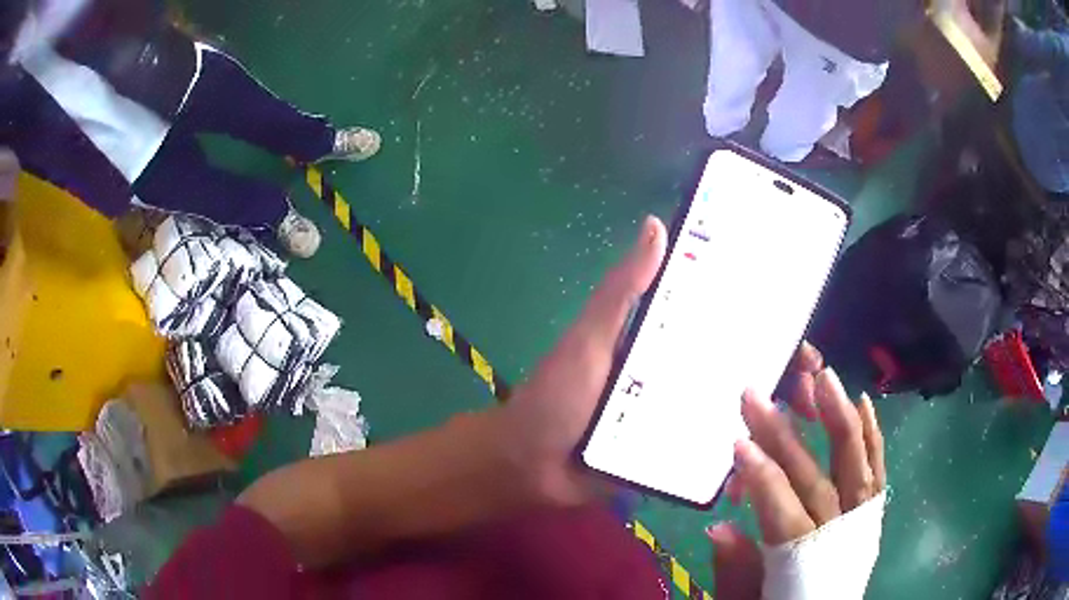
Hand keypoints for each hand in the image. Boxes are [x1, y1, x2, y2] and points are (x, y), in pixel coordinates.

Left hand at [498, 217, 832, 506]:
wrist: (530, 467)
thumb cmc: (557, 397)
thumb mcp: (591, 338)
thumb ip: (623, 290)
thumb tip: (657, 223)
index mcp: (666, 342)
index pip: (727, 323)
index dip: (767, 323)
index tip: (801, 329)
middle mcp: (681, 376)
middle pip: (743, 369)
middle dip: (785, 373)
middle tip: (812, 385)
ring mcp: (680, 419)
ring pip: (738, 413)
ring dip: (773, 417)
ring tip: (802, 420)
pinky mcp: (674, 458)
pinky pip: (715, 455)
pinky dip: (742, 457)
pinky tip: (765, 463)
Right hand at [710, 365, 885, 599]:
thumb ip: (735, 571)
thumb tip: (719, 526)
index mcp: (802, 561)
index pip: (782, 511)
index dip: (762, 478)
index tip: (739, 442)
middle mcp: (838, 535)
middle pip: (814, 479)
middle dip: (784, 436)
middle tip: (757, 394)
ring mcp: (861, 521)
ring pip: (855, 465)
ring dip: (840, 419)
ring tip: (824, 376)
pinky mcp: (872, 515)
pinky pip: (876, 472)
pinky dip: (872, 438)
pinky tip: (864, 402)